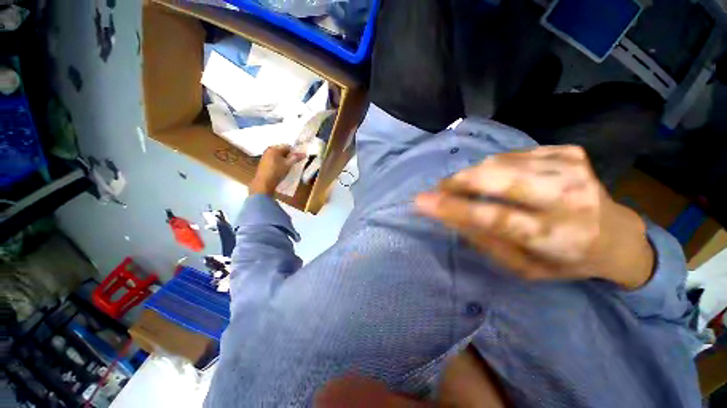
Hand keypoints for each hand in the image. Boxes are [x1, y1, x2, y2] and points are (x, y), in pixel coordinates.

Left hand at [250, 145, 305, 195]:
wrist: (264, 182)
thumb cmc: (277, 171)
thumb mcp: (288, 164)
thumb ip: (296, 158)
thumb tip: (305, 154)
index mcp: (274, 148)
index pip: (288, 146)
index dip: (294, 151)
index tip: (298, 158)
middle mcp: (268, 150)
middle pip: (282, 150)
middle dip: (289, 155)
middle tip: (294, 162)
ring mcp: (265, 156)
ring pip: (278, 155)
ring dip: (284, 159)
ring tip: (288, 166)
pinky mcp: (263, 162)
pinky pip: (274, 159)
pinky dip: (279, 162)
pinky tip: (281, 168)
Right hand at [415, 145, 653, 289]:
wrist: (617, 234)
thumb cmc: (567, 260)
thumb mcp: (524, 268)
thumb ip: (486, 242)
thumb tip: (450, 217)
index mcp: (559, 237)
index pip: (496, 219)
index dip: (454, 208)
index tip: (421, 201)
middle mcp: (569, 198)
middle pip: (498, 178)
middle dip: (459, 181)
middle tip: (440, 189)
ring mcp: (571, 167)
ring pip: (499, 162)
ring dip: (473, 175)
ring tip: (468, 188)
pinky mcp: (568, 151)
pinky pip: (512, 155)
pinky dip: (494, 168)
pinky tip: (500, 180)